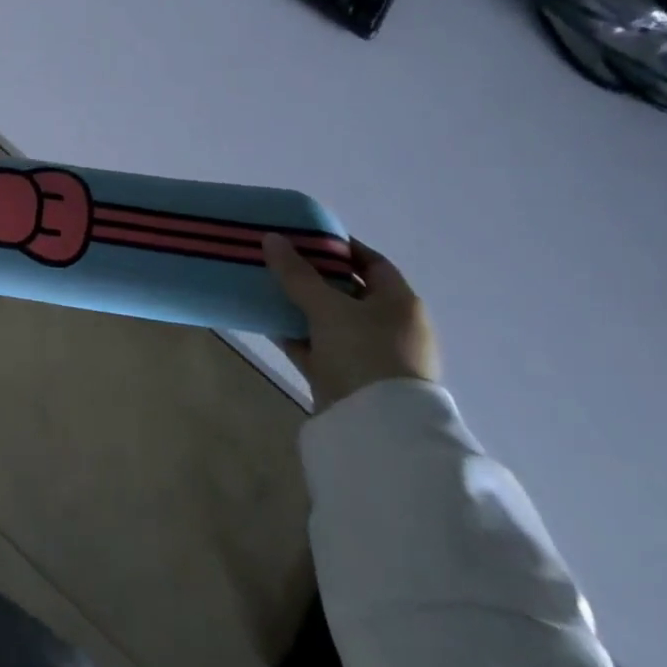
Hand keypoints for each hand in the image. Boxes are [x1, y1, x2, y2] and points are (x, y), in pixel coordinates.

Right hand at [262, 233, 439, 412]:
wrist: (377, 429)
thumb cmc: (363, 353)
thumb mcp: (326, 307)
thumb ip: (296, 273)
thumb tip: (271, 238)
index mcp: (400, 303)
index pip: (372, 262)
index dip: (341, 248)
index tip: (306, 237)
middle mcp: (391, 326)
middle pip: (348, 291)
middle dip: (314, 275)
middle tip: (279, 259)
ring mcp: (371, 355)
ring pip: (331, 320)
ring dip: (301, 305)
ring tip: (267, 286)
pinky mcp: (349, 378)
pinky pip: (319, 346)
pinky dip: (297, 334)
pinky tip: (268, 321)